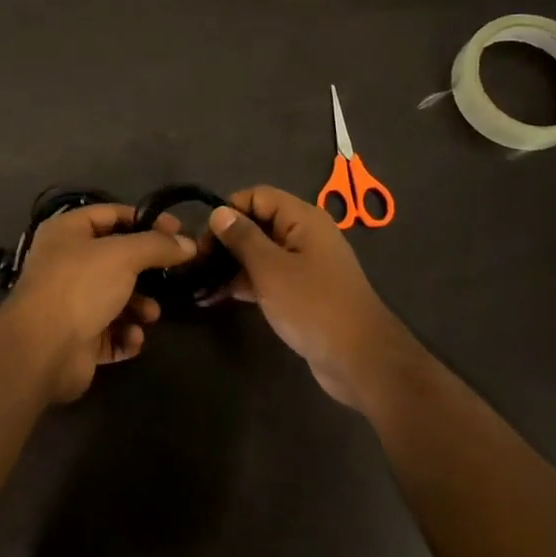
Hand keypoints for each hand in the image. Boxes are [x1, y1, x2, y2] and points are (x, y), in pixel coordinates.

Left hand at [0, 204, 196, 402]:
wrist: (43, 349)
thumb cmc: (80, 286)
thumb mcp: (123, 255)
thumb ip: (157, 246)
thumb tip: (189, 244)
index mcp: (67, 232)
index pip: (112, 214)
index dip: (146, 220)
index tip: (178, 231)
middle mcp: (66, 263)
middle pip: (116, 259)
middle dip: (145, 270)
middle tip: (174, 275)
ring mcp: (70, 301)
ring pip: (116, 297)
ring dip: (139, 306)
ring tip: (150, 315)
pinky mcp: (77, 337)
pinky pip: (110, 331)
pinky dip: (125, 334)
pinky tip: (133, 338)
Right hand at [206, 186, 406, 406]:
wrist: (360, 360)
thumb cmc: (313, 305)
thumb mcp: (270, 268)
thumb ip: (242, 238)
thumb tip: (219, 212)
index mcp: (302, 219)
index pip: (257, 196)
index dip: (229, 210)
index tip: (204, 237)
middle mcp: (305, 235)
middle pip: (258, 223)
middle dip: (225, 240)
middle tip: (195, 263)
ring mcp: (305, 265)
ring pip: (260, 253)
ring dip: (230, 265)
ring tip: (198, 283)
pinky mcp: (302, 292)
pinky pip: (268, 277)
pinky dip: (244, 284)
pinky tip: (215, 297)